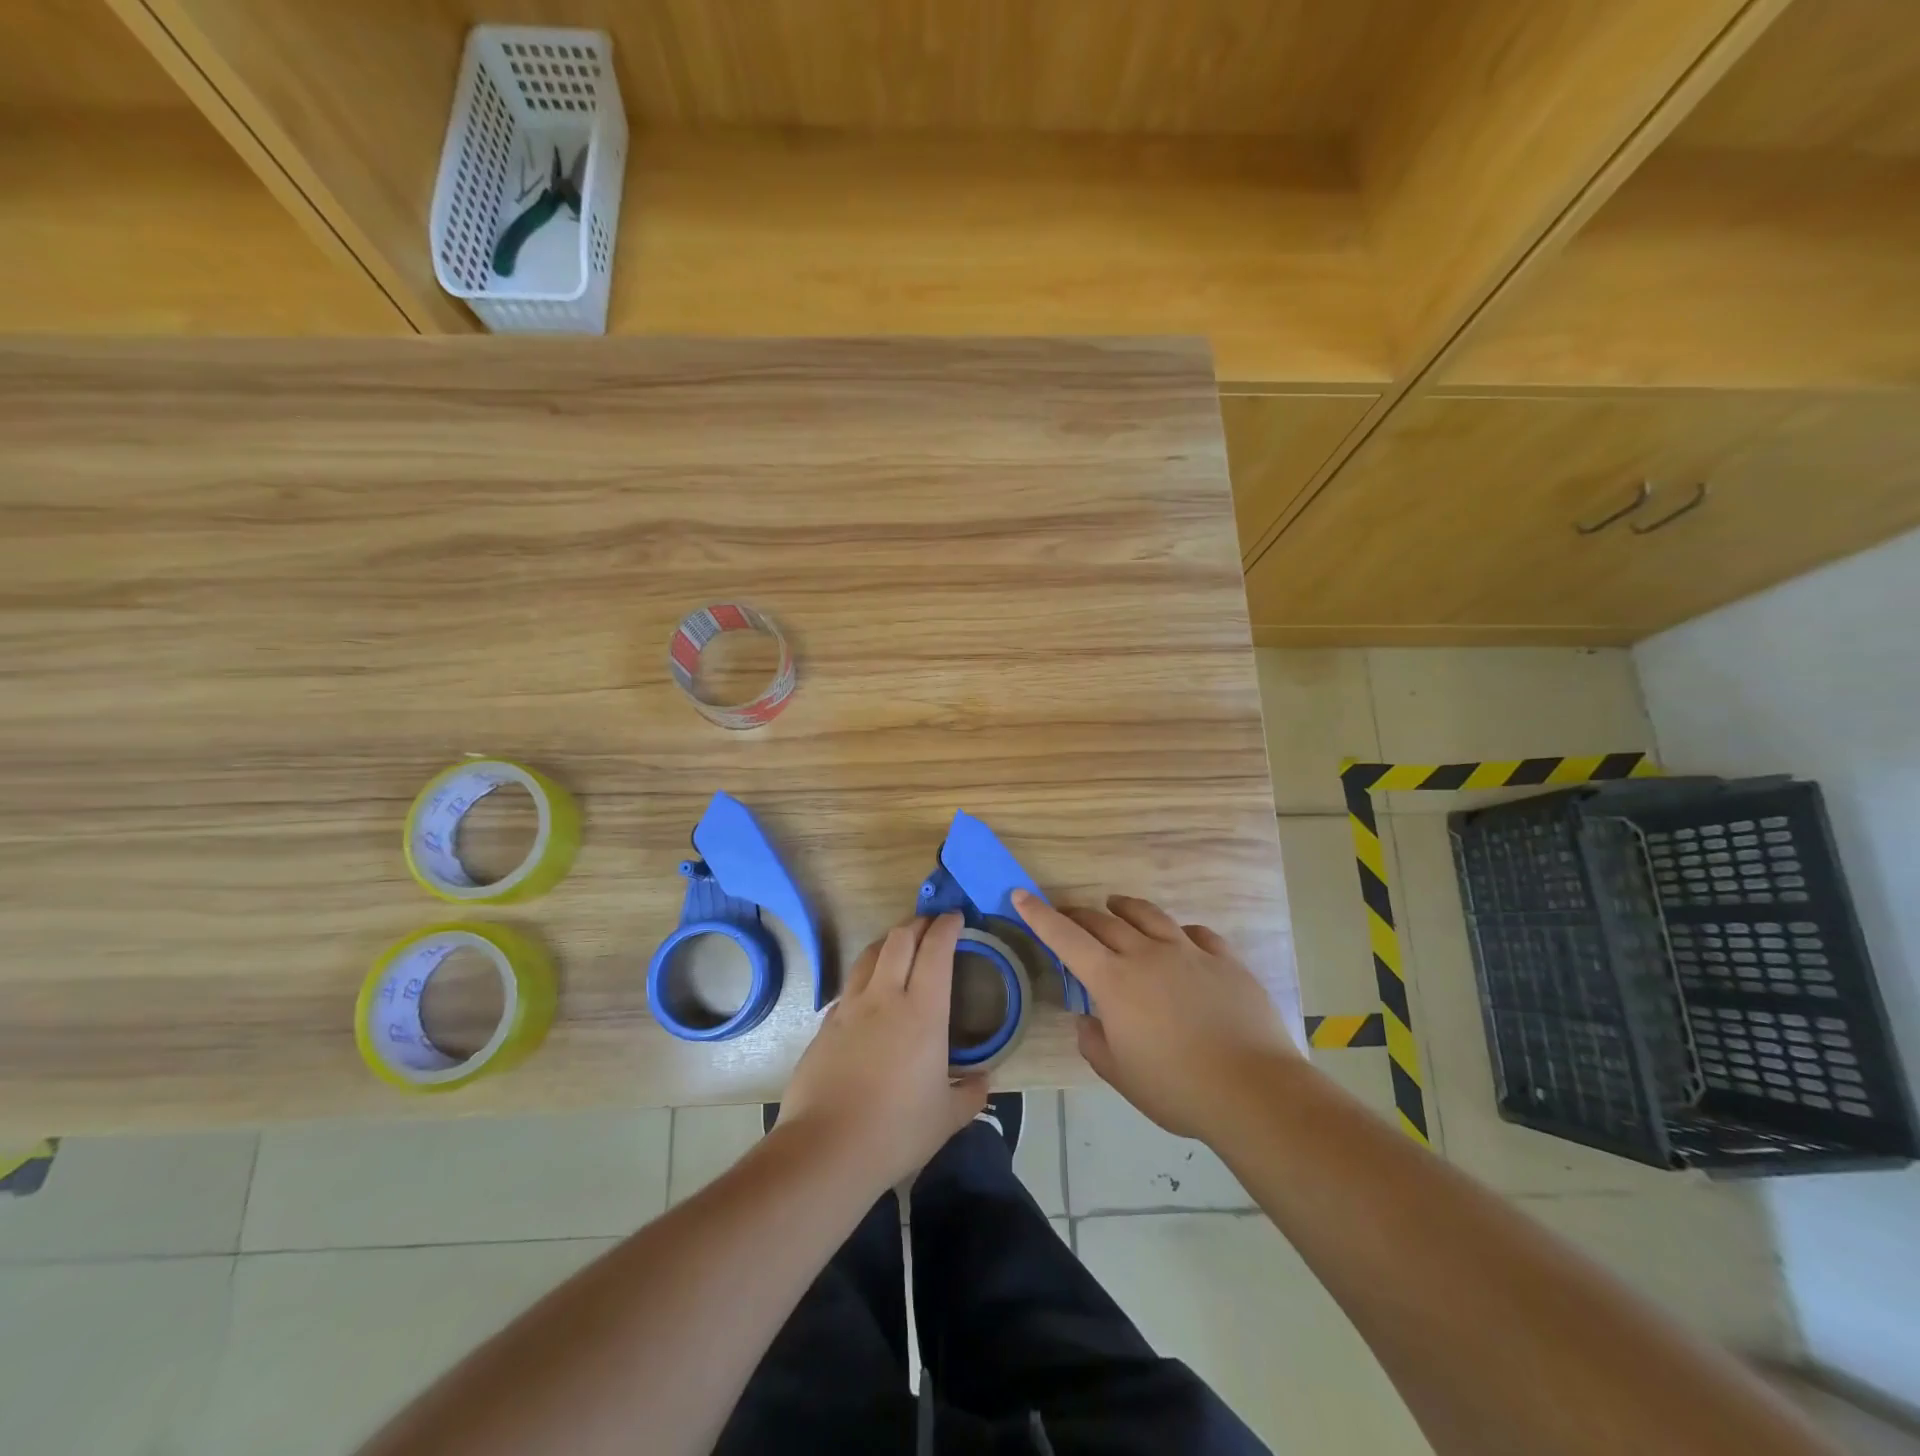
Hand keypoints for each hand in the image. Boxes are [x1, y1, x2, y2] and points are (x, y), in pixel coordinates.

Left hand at [776, 913, 987, 1191]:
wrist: (826, 1148)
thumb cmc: (897, 1130)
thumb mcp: (946, 1117)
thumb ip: (970, 1094)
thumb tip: (984, 1081)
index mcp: (923, 1012)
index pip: (936, 951)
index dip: (946, 927)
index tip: (955, 917)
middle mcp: (885, 998)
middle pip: (899, 939)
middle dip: (918, 923)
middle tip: (931, 924)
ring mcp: (850, 1008)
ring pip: (870, 955)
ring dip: (889, 941)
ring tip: (901, 946)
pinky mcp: (826, 1025)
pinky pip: (850, 987)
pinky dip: (866, 977)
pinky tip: (870, 995)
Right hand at [1014, 890, 1296, 1139]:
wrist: (1252, 1090)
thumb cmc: (1176, 1088)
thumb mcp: (1120, 1075)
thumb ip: (1095, 1043)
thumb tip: (1088, 1020)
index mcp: (1114, 981)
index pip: (1066, 938)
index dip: (1040, 915)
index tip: (1021, 895)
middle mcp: (1147, 954)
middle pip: (1105, 921)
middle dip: (1079, 914)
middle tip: (1069, 915)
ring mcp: (1189, 952)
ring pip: (1149, 915)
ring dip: (1125, 908)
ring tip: (1116, 905)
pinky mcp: (1225, 960)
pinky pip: (1196, 933)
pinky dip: (1178, 931)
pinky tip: (1180, 938)